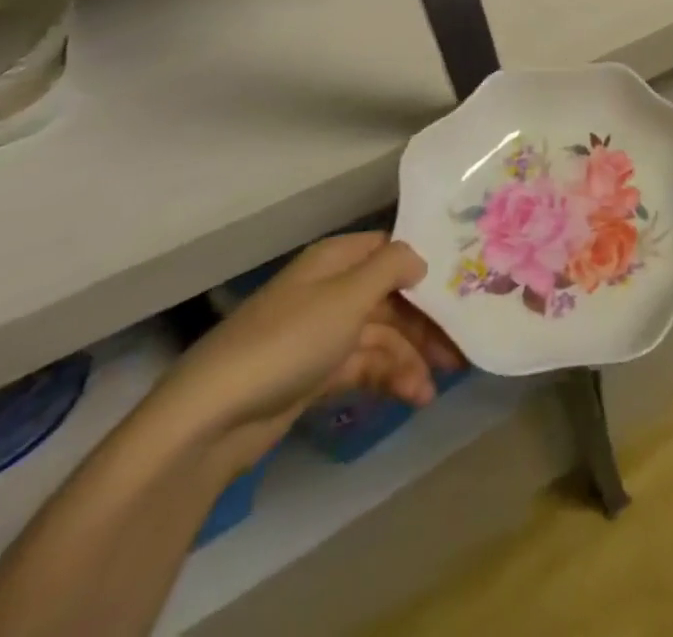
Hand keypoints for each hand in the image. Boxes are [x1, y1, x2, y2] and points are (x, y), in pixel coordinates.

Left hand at [146, 233, 463, 472]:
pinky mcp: (314, 375)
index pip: (391, 251)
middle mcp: (331, 291)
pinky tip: (411, 398)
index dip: (425, 266)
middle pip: (391, 299)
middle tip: (459, 349)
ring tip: (433, 390)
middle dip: (426, 324)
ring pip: (381, 337)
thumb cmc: (289, 340)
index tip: (462, 285)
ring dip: (410, 359)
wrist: (211, 420)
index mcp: (335, 261)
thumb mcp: (349, 294)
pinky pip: (363, 367)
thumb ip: (393, 267)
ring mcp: (322, 335)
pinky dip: (388, 379)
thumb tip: (419, 258)